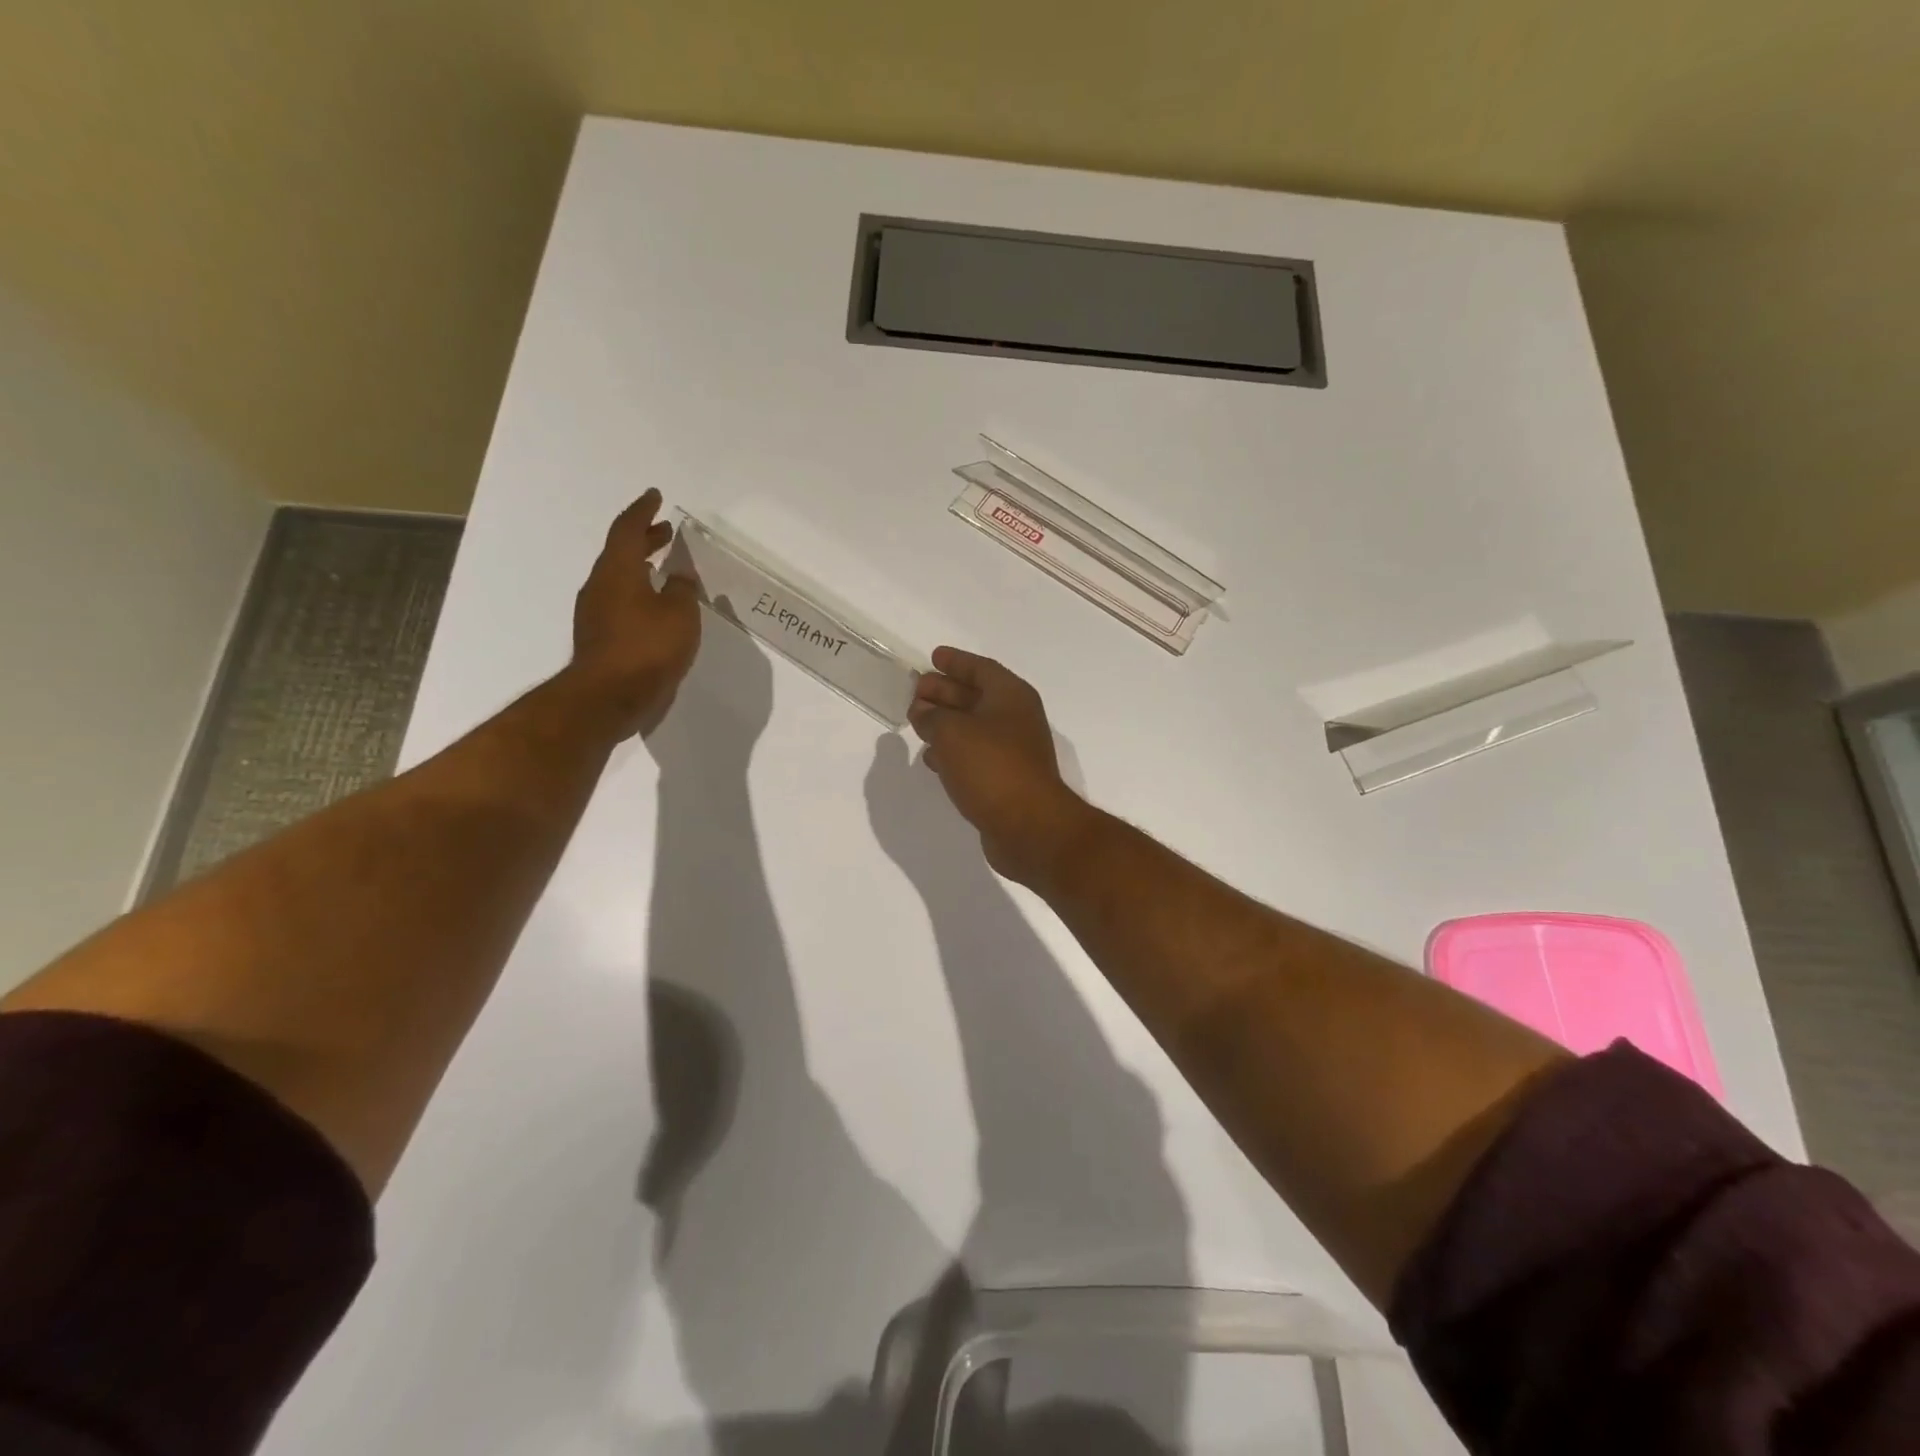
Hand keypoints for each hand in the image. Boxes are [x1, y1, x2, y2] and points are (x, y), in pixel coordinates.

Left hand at [567, 489, 702, 737]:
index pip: (628, 530)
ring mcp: (595, 613)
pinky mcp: (599, 637)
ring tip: (663, 569)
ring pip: (618, 578)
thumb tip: (680, 576)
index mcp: (618, 571)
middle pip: (620, 552)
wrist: (608, 698)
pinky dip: (638, 593)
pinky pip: (619, 602)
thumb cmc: (647, 649)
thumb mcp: (679, 615)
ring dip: (640, 568)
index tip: (655, 497)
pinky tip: (656, 607)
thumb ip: (681, 590)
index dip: (643, 511)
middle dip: (644, 539)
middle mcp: (600, 586)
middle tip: (665, 532)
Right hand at [907, 647, 1093, 885]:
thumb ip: (932, 717)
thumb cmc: (992, 767)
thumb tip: (923, 712)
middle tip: (915, 690)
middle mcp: (1015, 719)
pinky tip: (931, 759)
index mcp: (1011, 696)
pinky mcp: (1004, 780)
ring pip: (973, 728)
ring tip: (915, 721)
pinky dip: (952, 752)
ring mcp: (1012, 752)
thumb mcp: (952, 732)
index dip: (956, 661)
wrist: (1029, 826)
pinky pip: (974, 756)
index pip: (981, 668)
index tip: (933, 657)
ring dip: (945, 723)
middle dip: (945, 691)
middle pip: (976, 696)